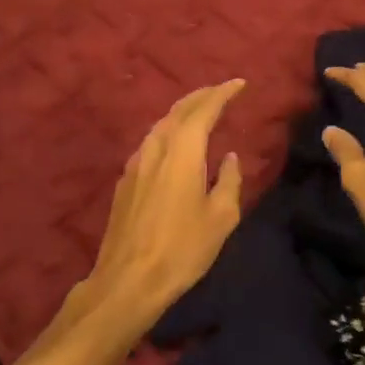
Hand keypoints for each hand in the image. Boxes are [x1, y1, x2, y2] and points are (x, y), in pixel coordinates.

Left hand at [84, 79, 245, 330]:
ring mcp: (135, 163)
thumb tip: (229, 158)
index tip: (239, 84)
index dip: (222, 93)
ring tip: (200, 112)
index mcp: (183, 152)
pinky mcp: (125, 180)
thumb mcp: (220, 218)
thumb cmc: (182, 249)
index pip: (203, 110)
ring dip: (183, 112)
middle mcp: (156, 148)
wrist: (128, 279)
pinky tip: (175, 143)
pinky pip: (151, 142)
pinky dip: (169, 131)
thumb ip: (229, 181)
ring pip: (161, 124)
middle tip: (221, 91)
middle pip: (179, 110)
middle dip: (202, 96)